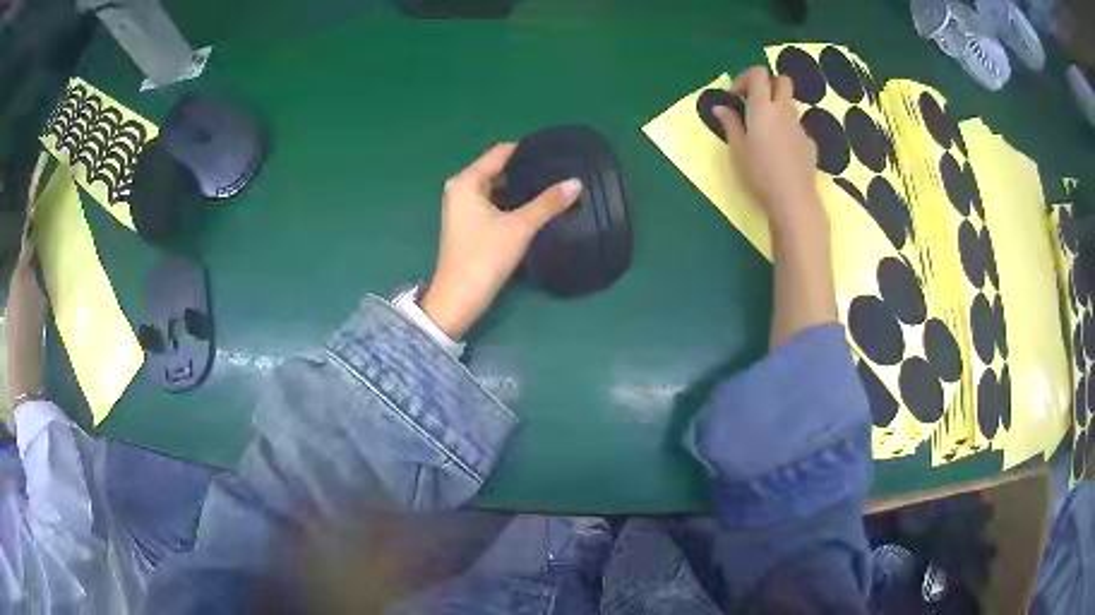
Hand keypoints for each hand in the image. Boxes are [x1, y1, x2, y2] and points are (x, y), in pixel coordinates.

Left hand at [420, 143, 581, 339]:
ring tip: (552, 185)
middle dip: (525, 170)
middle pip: (498, 170)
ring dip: (520, 188)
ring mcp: (463, 208)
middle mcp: (461, 190)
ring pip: (497, 188)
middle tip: (558, 169)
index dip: (526, 150)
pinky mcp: (469, 225)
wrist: (458, 299)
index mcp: (466, 182)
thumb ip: (548, 203)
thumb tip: (576, 182)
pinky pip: (494, 203)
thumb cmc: (484, 257)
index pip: (499, 153)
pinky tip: (535, 206)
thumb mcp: (519, 227)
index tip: (554, 150)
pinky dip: (512, 203)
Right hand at [713, 66, 823, 232]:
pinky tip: (781, 152)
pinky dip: (788, 130)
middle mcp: (784, 110)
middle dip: (768, 86)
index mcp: (762, 107)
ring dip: (778, 108)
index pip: (758, 73)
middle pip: (782, 81)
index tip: (736, 97)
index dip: (745, 78)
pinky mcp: (810, 143)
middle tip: (755, 105)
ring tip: (766, 131)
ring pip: (790, 104)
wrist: (793, 200)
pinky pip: (797, 127)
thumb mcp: (737, 149)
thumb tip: (720, 107)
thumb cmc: (759, 173)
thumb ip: (730, 123)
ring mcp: (800, 126)